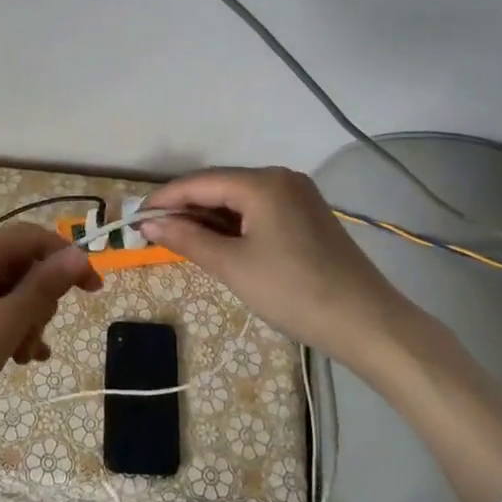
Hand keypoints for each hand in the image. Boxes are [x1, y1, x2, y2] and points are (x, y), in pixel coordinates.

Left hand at [0, 224, 100, 496]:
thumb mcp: (5, 324)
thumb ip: (44, 286)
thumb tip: (79, 255)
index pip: (32, 237)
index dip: (67, 259)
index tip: (93, 290)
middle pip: (19, 263)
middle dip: (40, 298)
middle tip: (38, 336)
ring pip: (5, 288)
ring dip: (25, 317)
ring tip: (26, 356)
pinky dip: (5, 324)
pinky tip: (16, 356)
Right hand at [141, 167, 414, 365]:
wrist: (366, 323)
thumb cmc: (293, 291)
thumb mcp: (233, 266)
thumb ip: (188, 238)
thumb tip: (149, 223)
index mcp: (262, 182)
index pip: (200, 182)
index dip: (165, 198)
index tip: (135, 218)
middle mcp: (281, 178)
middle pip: (220, 186)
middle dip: (186, 208)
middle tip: (153, 232)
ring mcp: (298, 196)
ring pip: (239, 199)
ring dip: (209, 217)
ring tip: (179, 240)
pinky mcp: (308, 216)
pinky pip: (259, 211)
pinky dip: (234, 224)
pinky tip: (217, 242)